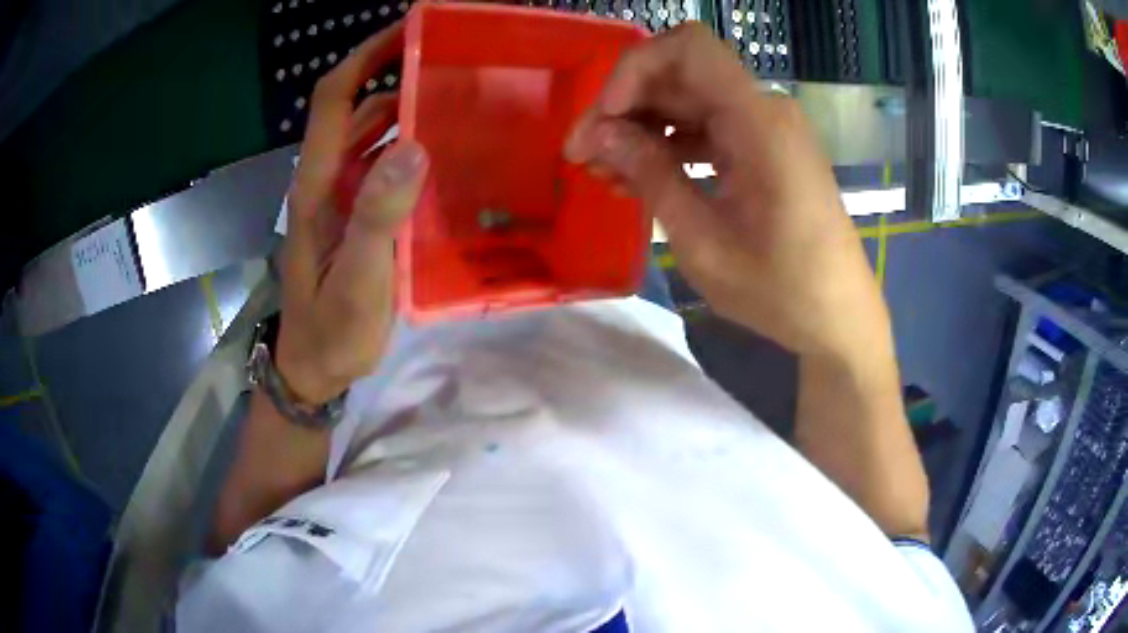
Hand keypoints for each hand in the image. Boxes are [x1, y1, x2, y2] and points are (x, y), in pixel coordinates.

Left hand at [277, 23, 428, 403]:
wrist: (315, 367)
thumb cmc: (332, 330)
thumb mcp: (356, 280)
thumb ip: (377, 216)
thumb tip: (414, 146)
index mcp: (318, 183)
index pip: (334, 99)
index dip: (365, 57)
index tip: (408, 29)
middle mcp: (327, 178)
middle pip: (355, 108)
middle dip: (394, 74)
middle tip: (451, 62)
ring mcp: (342, 196)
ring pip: (371, 135)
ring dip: (406, 110)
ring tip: (456, 99)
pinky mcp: (357, 214)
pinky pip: (383, 166)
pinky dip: (409, 148)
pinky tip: (443, 153)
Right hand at [565, 24, 887, 358]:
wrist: (838, 316)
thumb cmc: (781, 290)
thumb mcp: (704, 242)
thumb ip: (651, 176)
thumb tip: (600, 133)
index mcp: (758, 123)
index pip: (688, 47)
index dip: (635, 69)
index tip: (605, 119)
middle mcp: (764, 110)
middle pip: (680, 75)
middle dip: (624, 106)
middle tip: (583, 156)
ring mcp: (766, 128)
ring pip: (687, 101)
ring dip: (641, 128)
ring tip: (604, 174)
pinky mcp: (764, 147)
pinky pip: (707, 127)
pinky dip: (670, 145)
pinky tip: (640, 178)